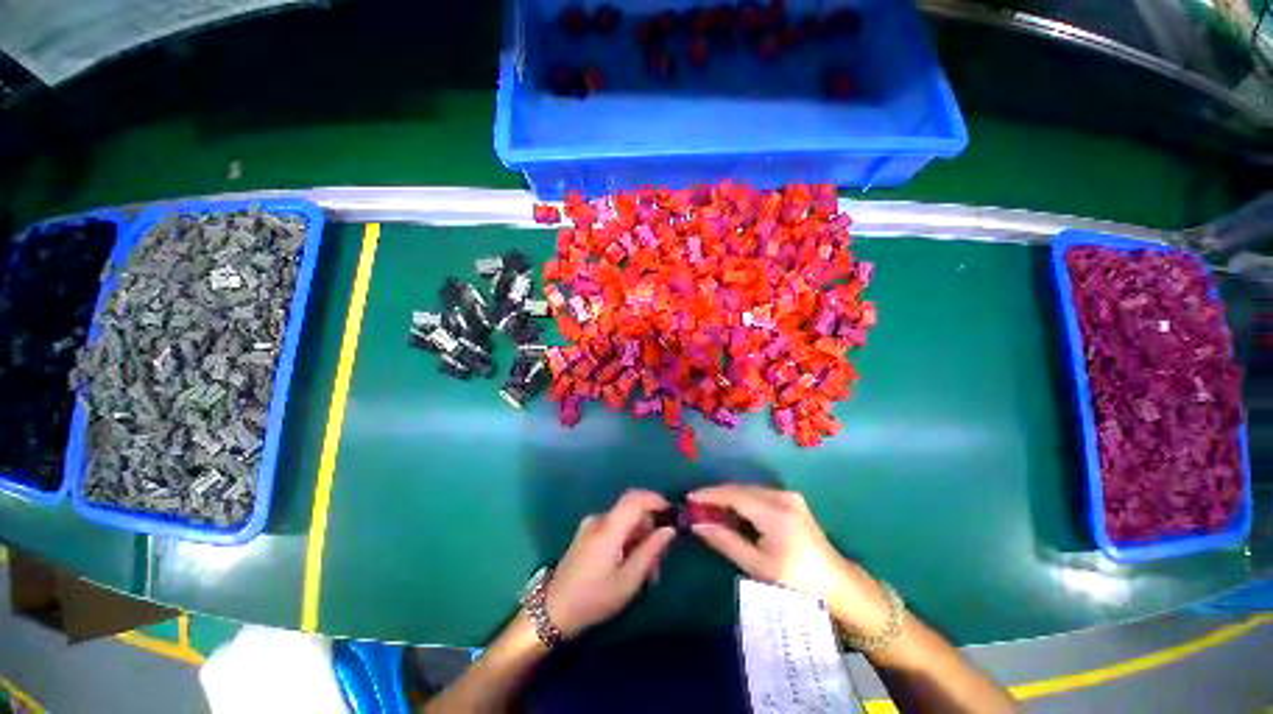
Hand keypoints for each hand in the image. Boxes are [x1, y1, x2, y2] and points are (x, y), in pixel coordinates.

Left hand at [544, 490, 676, 637]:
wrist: (553, 611)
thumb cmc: (593, 598)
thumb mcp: (628, 580)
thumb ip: (650, 551)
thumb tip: (668, 529)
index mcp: (609, 527)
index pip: (636, 499)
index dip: (656, 500)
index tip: (672, 514)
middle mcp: (599, 519)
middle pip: (632, 511)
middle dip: (650, 528)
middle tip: (659, 559)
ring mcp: (591, 526)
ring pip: (625, 522)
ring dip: (640, 539)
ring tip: (647, 572)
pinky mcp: (587, 534)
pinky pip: (614, 529)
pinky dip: (627, 541)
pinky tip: (631, 566)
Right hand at [688, 484, 891, 635]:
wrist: (838, 585)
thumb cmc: (797, 581)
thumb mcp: (757, 566)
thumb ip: (726, 541)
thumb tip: (697, 525)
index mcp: (775, 512)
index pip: (734, 495)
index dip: (709, 495)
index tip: (688, 498)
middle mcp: (782, 496)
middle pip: (740, 489)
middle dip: (717, 496)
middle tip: (696, 506)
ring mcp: (789, 496)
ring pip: (749, 490)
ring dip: (729, 497)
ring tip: (709, 509)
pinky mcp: (792, 500)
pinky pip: (759, 495)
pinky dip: (742, 501)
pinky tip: (732, 512)